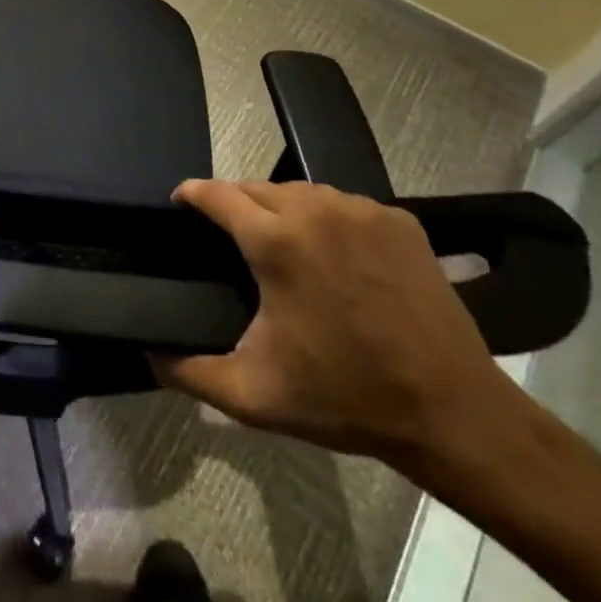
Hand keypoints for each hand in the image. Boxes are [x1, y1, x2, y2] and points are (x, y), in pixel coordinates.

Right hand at [153, 178, 508, 468]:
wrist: (454, 414)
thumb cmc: (345, 398)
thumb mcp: (252, 396)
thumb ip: (188, 372)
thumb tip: (146, 352)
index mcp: (276, 242)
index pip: (216, 193)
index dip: (191, 194)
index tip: (179, 204)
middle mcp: (316, 210)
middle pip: (256, 187)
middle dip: (235, 203)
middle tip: (229, 237)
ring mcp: (363, 211)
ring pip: (302, 191)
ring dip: (281, 208)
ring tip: (279, 242)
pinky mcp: (399, 220)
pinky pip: (345, 205)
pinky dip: (328, 219)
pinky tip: (333, 253)